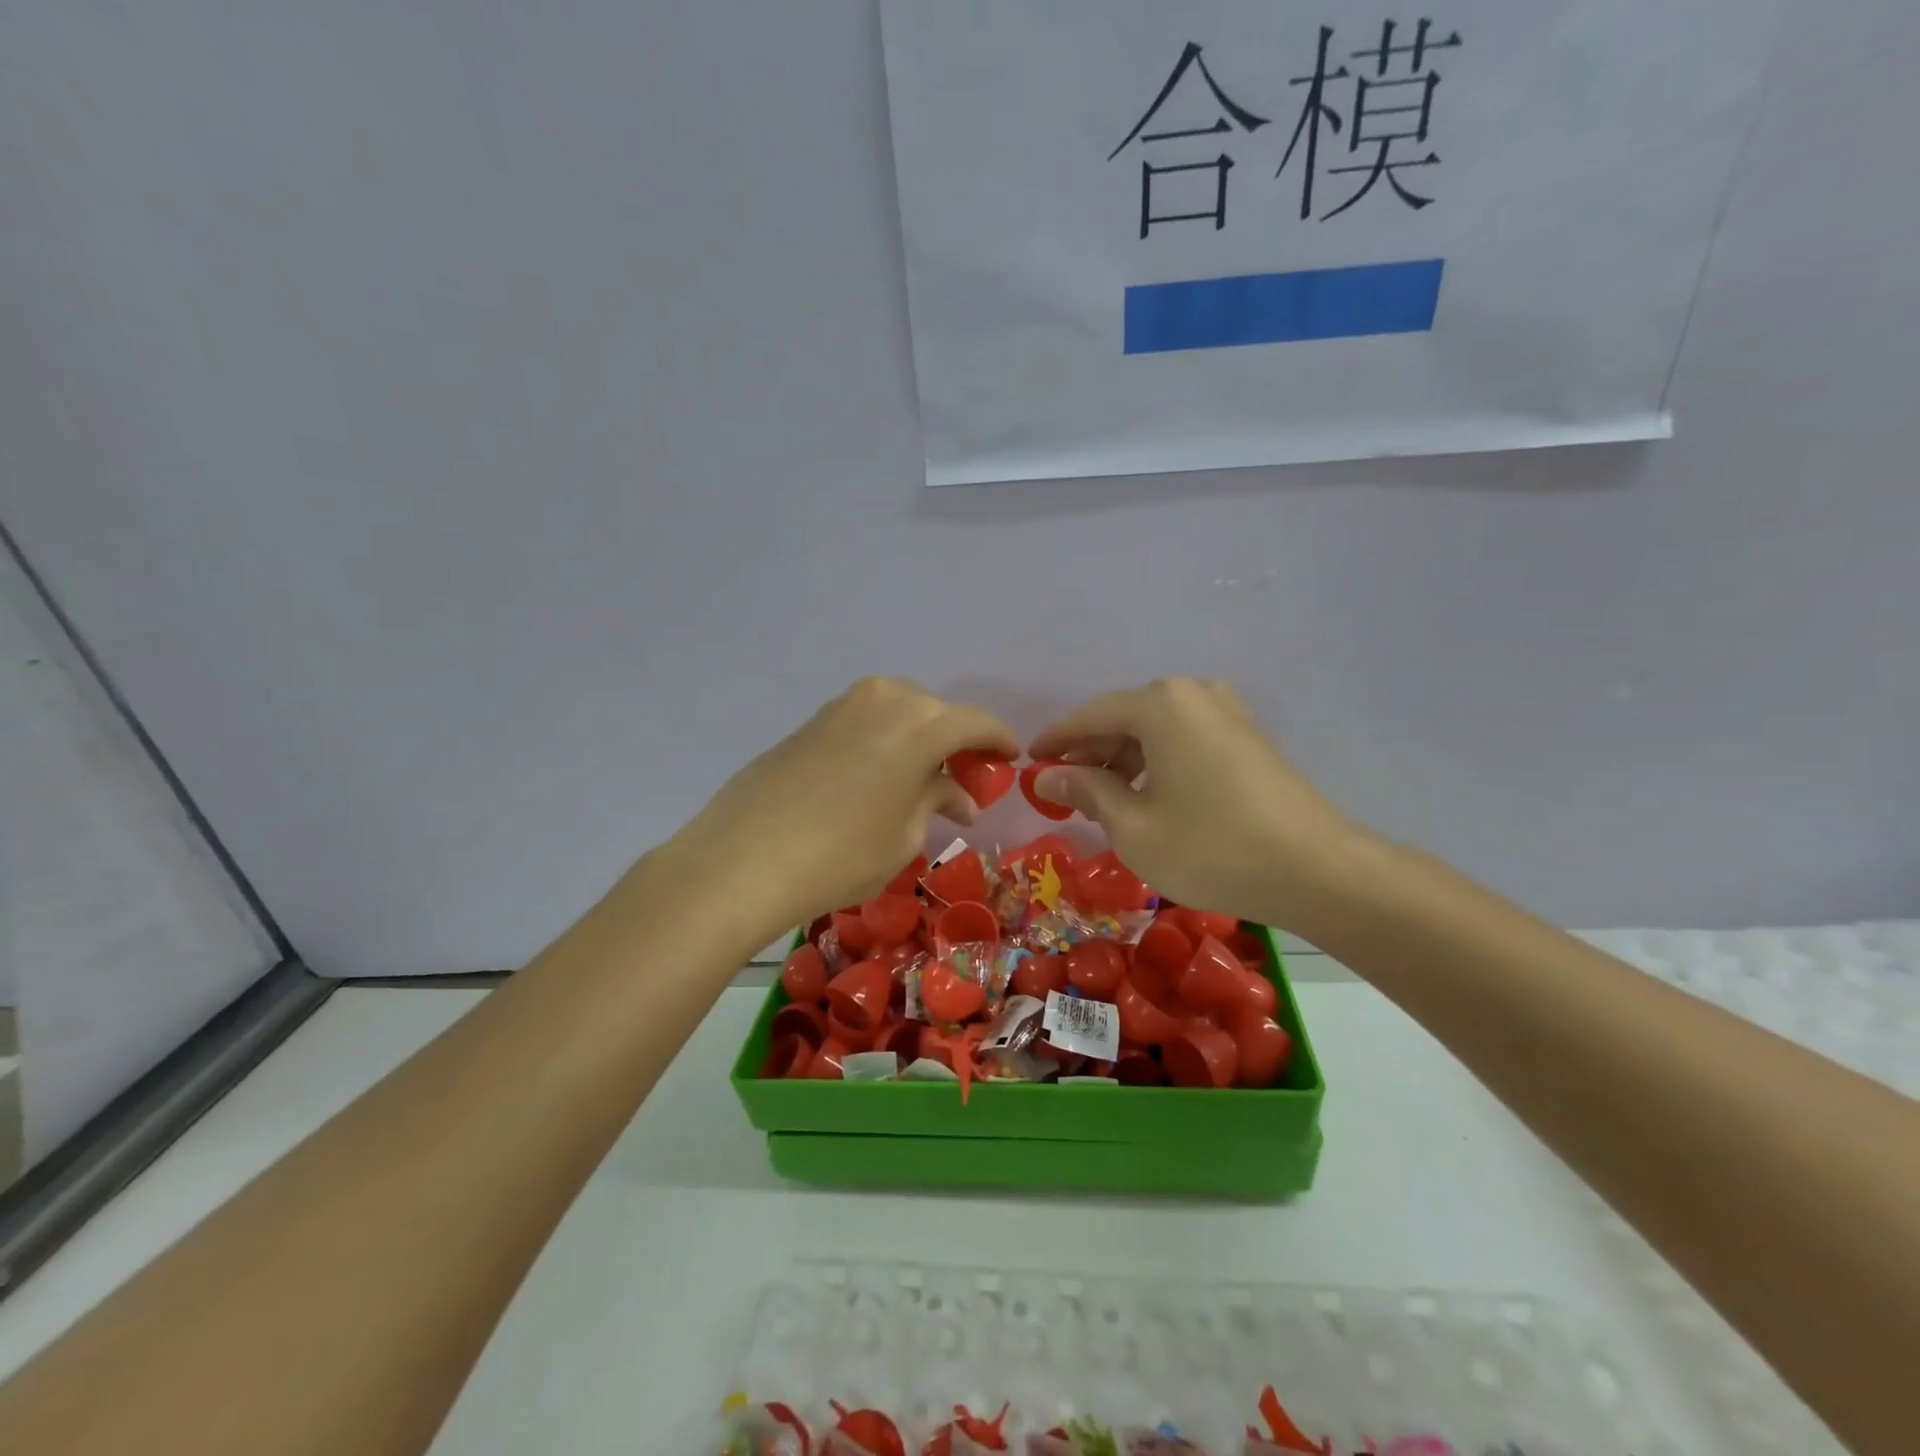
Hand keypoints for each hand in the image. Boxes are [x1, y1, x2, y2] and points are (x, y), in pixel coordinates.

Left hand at [670, 678, 1018, 931]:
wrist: (743, 858)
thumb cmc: (841, 854)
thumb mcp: (904, 836)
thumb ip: (936, 801)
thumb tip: (957, 795)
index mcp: (920, 724)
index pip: (976, 723)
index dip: (999, 741)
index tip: (1011, 760)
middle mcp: (885, 699)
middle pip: (936, 713)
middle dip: (955, 743)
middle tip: (962, 780)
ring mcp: (843, 705)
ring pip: (899, 712)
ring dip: (918, 740)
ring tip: (919, 780)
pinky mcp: (812, 721)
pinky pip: (866, 722)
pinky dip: (884, 742)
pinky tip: (877, 776)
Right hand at [1029, 679, 1369, 932]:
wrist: (1317, 870)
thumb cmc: (1211, 848)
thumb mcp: (1133, 826)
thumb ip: (1086, 792)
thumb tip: (1047, 776)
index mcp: (1161, 705)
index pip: (1090, 716)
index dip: (1056, 741)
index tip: (1029, 762)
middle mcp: (1194, 693)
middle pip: (1124, 719)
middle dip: (1091, 753)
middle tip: (1064, 790)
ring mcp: (1227, 712)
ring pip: (1156, 730)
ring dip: (1123, 760)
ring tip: (1103, 800)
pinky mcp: (1247, 737)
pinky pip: (1185, 740)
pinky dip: (1157, 763)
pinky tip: (1148, 797)